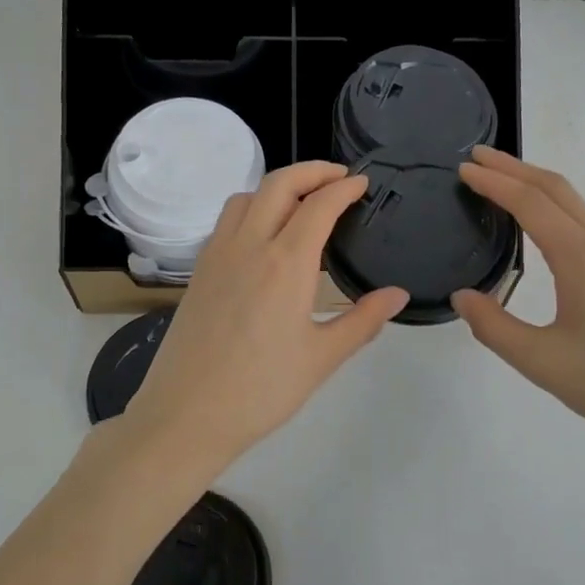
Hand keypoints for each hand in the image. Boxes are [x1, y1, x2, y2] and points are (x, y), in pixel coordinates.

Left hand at [118, 162, 409, 472]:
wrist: (187, 414)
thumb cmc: (261, 390)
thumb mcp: (322, 358)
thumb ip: (363, 321)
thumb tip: (397, 294)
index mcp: (286, 264)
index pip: (319, 205)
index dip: (344, 188)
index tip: (362, 184)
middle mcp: (249, 246)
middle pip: (279, 184)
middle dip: (312, 170)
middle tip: (339, 178)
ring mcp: (218, 255)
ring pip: (247, 197)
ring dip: (278, 186)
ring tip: (302, 202)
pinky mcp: (199, 270)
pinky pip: (227, 220)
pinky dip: (252, 208)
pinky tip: (265, 236)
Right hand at [452, 146, 584, 465]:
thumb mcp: (542, 362)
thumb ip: (494, 326)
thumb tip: (463, 297)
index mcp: (584, 258)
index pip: (531, 203)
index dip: (494, 182)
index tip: (464, 168)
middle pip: (558, 189)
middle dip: (515, 168)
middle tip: (477, 157)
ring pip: (577, 204)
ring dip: (536, 186)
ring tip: (502, 184)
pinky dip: (556, 208)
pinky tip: (542, 227)